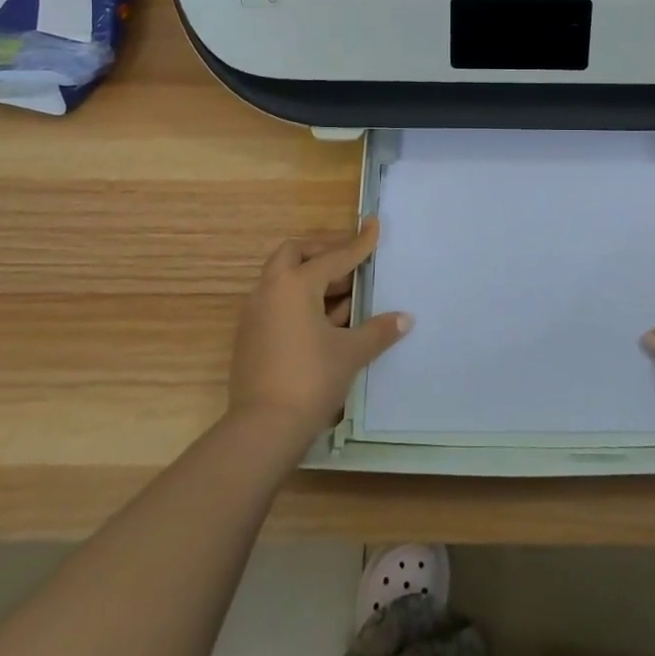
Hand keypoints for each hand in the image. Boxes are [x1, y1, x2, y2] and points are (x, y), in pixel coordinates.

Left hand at [227, 219, 410, 443]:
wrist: (262, 430)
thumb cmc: (310, 379)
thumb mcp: (350, 353)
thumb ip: (377, 330)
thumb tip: (404, 318)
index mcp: (294, 285)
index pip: (334, 256)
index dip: (358, 243)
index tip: (373, 225)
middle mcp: (269, 291)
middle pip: (295, 255)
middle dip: (323, 254)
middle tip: (350, 266)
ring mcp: (255, 315)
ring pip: (284, 281)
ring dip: (313, 282)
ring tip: (347, 300)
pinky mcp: (250, 338)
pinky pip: (278, 305)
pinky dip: (300, 303)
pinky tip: (326, 325)